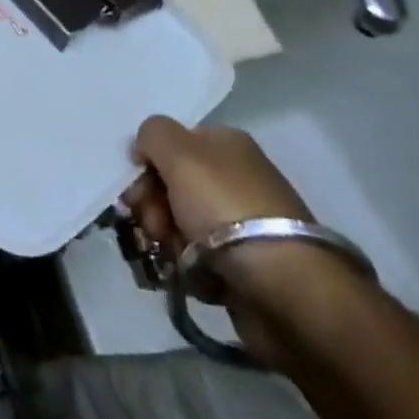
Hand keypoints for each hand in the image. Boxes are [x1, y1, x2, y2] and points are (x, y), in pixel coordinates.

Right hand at [126, 115, 360, 364]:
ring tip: (171, 255)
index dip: (147, 165)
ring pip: (177, 222)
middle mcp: (233, 177)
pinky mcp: (241, 264)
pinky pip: (195, 257)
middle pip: (170, 184)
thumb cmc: (225, 207)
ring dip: (164, 237)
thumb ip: (152, 133)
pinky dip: (184, 264)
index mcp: (226, 144)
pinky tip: (185, 273)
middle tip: (153, 226)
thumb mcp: (179, 151)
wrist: (281, 285)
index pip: (170, 144)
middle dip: (151, 205)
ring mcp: (239, 223)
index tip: (136, 189)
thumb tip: (146, 149)